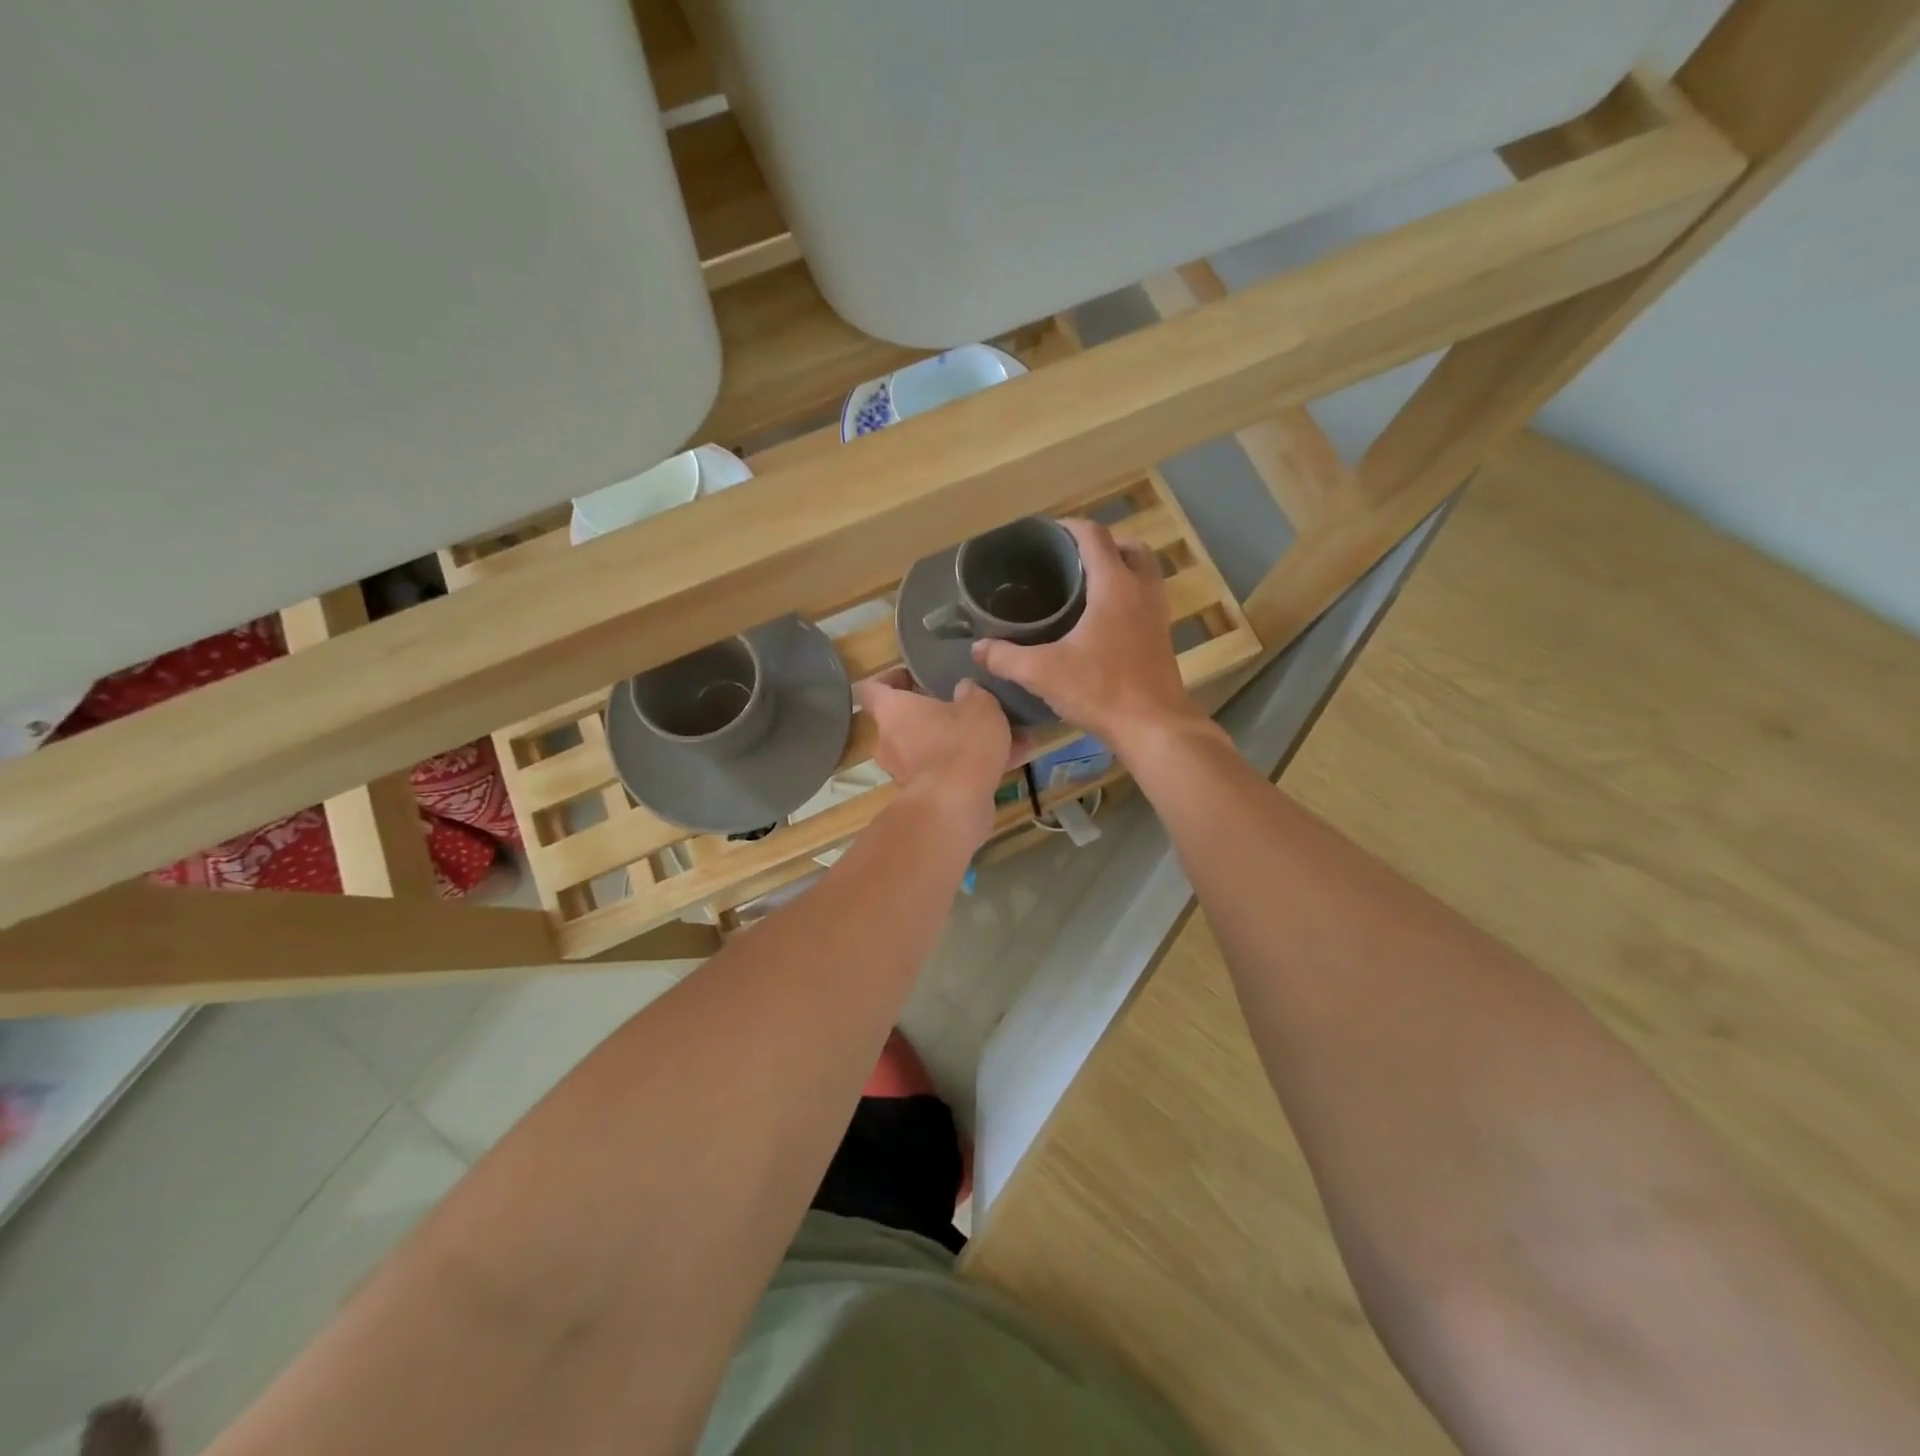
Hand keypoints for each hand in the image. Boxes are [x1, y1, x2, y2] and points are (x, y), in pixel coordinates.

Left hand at [856, 670, 1014, 843]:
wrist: (955, 807)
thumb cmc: (960, 744)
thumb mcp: (979, 706)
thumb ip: (972, 693)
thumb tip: (964, 688)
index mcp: (892, 710)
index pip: (872, 688)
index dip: (889, 678)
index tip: (912, 675)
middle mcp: (889, 741)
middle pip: (904, 720)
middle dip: (931, 714)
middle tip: (962, 705)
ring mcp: (903, 771)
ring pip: (930, 747)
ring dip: (956, 742)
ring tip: (997, 735)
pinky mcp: (923, 796)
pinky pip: (946, 772)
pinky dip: (969, 766)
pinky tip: (1010, 761)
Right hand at [971, 518, 1203, 753]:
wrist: (1154, 727)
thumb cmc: (1101, 690)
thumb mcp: (1043, 673)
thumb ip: (1006, 657)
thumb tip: (978, 648)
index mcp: (1115, 585)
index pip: (1094, 536)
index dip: (1069, 527)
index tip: (1046, 535)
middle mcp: (1142, 590)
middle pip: (1128, 547)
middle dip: (1101, 546)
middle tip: (1070, 561)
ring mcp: (1158, 614)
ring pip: (1143, 573)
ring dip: (1119, 569)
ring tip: (1085, 587)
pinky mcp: (1162, 638)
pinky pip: (1146, 599)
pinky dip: (1127, 596)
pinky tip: (1101, 621)